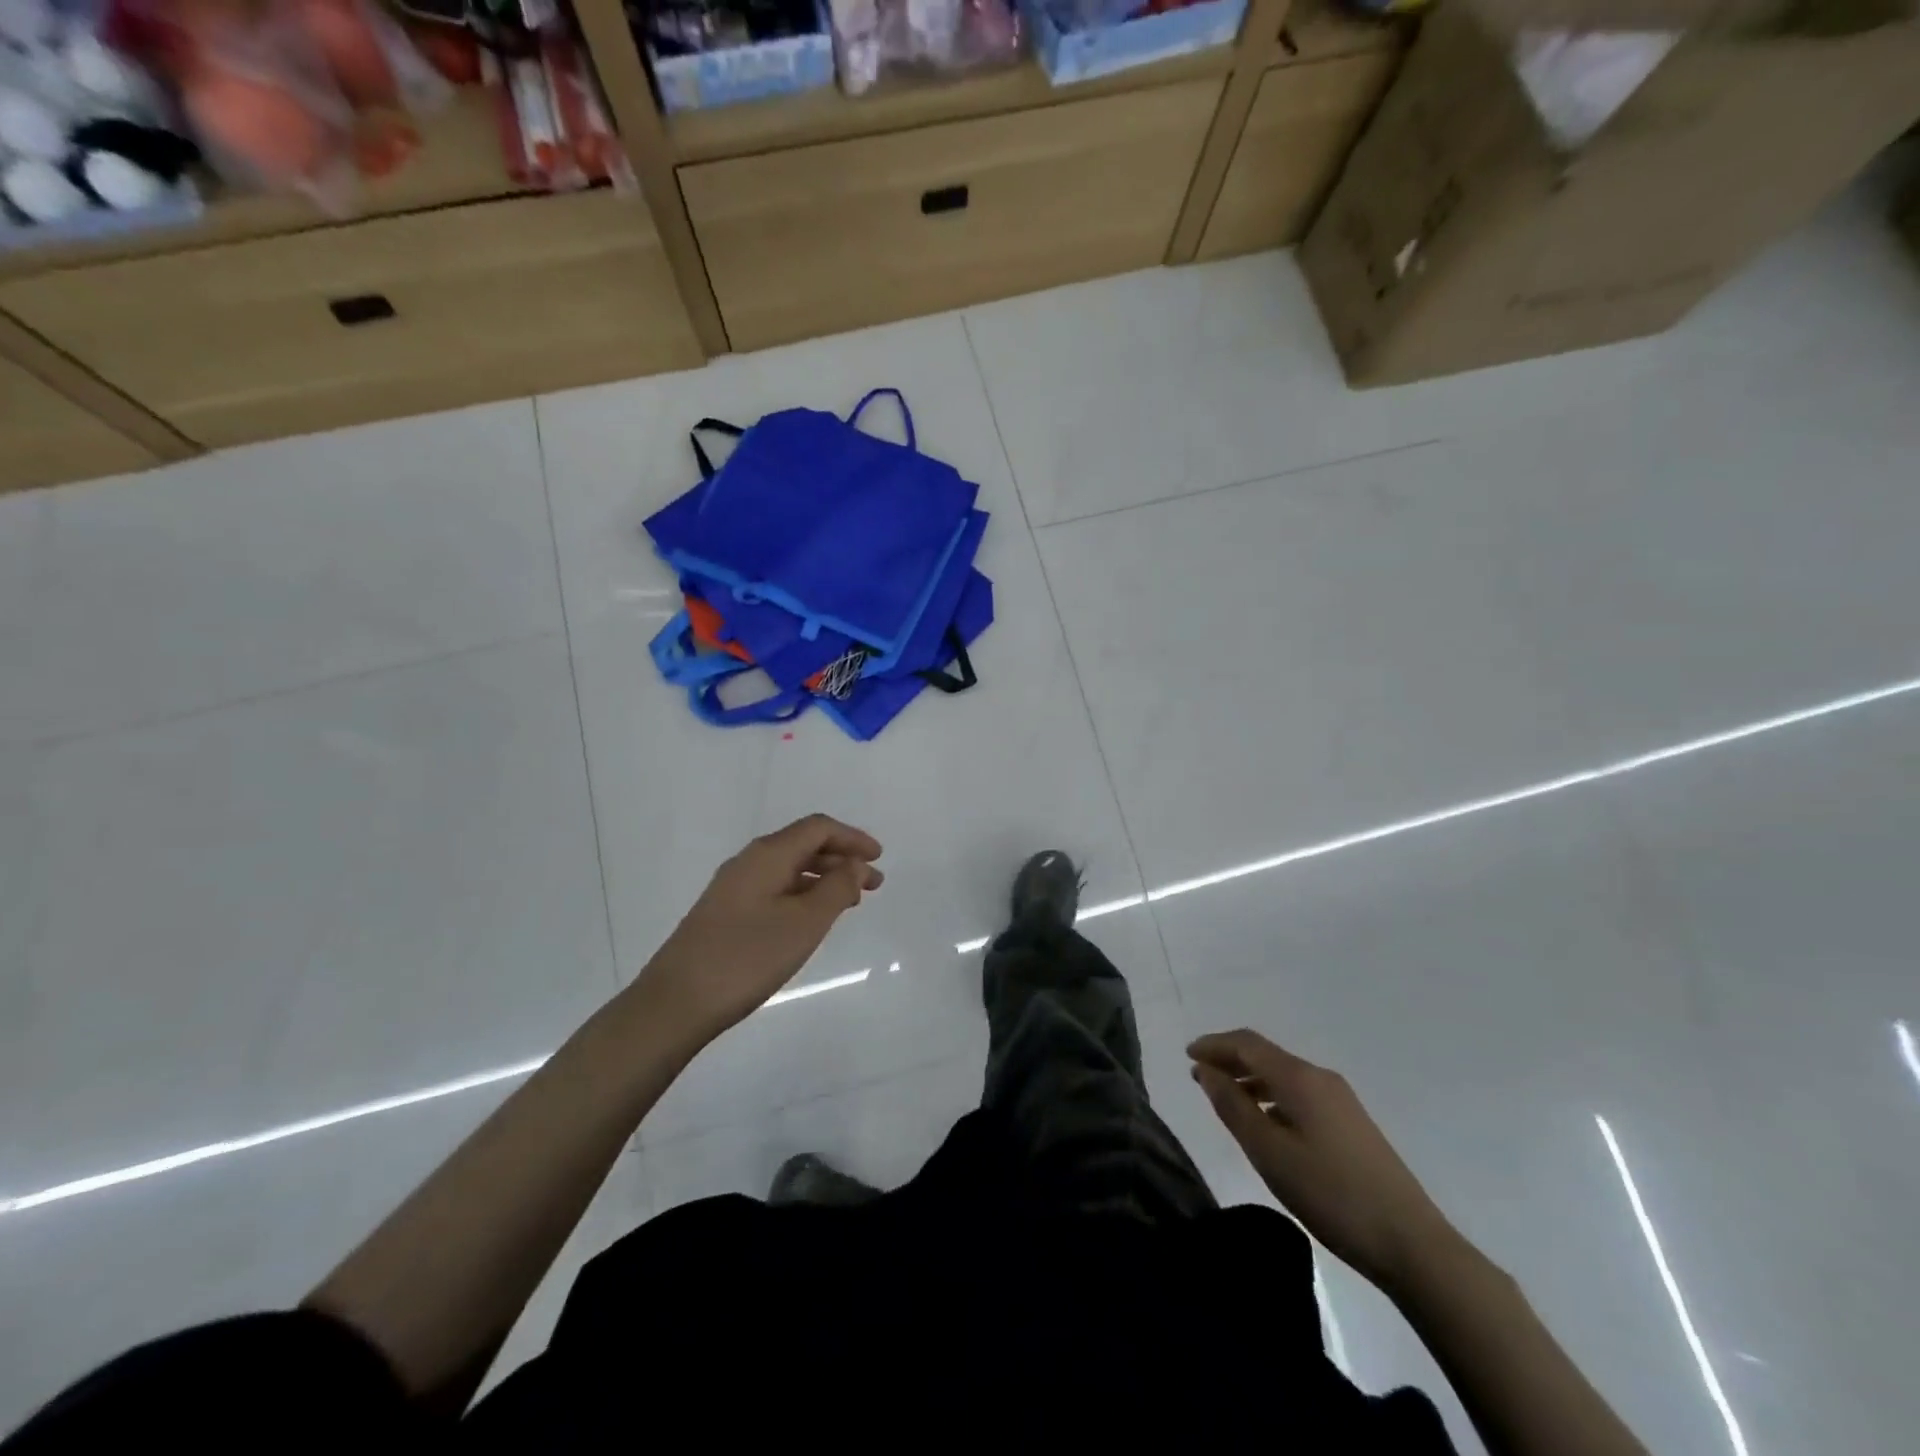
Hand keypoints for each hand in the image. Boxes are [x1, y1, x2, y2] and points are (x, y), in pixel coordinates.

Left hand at [636, 815, 882, 1039]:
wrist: (675, 1003)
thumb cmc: (747, 957)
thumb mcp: (805, 923)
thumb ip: (837, 888)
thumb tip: (856, 865)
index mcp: (768, 854)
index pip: (818, 828)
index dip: (852, 838)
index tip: (879, 858)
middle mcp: (749, 861)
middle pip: (803, 845)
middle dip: (842, 859)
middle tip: (873, 884)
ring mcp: (733, 888)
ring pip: (789, 869)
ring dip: (823, 879)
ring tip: (850, 903)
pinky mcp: (725, 913)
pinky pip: (775, 889)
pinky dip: (802, 895)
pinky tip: (811, 920)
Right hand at [1189, 1029, 1452, 1290]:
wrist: (1412, 1244)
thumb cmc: (1331, 1194)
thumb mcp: (1269, 1152)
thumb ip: (1233, 1107)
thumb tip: (1206, 1070)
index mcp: (1299, 1078)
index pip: (1247, 1043)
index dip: (1214, 1044)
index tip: (1186, 1055)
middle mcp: (1320, 1077)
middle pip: (1266, 1054)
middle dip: (1230, 1060)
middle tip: (1199, 1076)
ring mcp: (1341, 1100)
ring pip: (1283, 1075)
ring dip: (1250, 1079)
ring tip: (1225, 1100)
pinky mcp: (1352, 1124)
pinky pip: (1299, 1094)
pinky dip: (1272, 1096)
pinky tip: (1265, 1123)